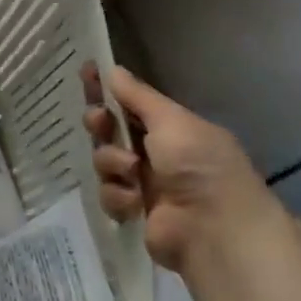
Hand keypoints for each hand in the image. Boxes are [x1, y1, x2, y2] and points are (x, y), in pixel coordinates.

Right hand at [81, 63, 280, 272]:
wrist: (214, 230)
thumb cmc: (198, 165)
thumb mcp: (171, 120)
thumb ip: (138, 96)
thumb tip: (113, 70)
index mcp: (172, 128)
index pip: (131, 101)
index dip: (108, 88)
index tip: (86, 72)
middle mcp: (158, 153)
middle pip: (112, 130)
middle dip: (101, 123)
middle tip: (99, 121)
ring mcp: (145, 183)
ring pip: (105, 160)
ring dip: (112, 162)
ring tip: (131, 171)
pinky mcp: (134, 212)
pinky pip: (109, 194)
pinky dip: (118, 195)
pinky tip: (135, 202)